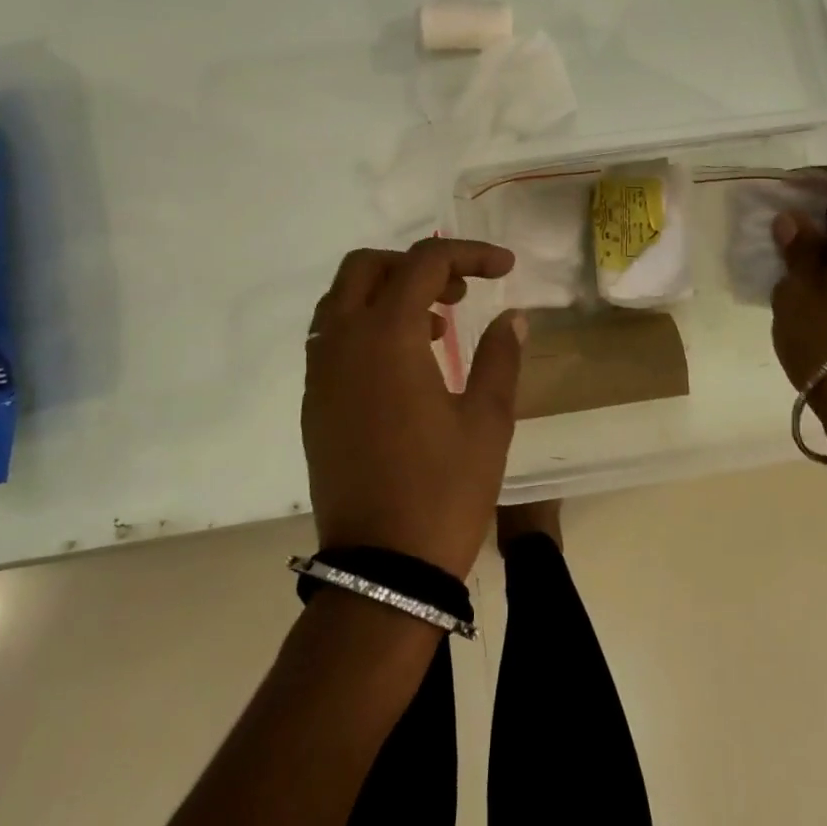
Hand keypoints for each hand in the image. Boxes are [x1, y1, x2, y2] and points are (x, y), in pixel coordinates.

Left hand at [303, 239, 526, 578]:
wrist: (383, 570)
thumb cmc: (443, 490)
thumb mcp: (488, 420)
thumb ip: (501, 355)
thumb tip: (513, 317)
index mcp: (387, 336)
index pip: (424, 263)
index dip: (470, 254)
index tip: (505, 269)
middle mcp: (343, 343)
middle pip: (367, 267)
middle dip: (416, 265)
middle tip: (460, 292)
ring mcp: (320, 375)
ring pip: (342, 300)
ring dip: (388, 293)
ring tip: (438, 327)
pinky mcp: (313, 404)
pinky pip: (333, 338)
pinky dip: (367, 326)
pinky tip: (407, 363)